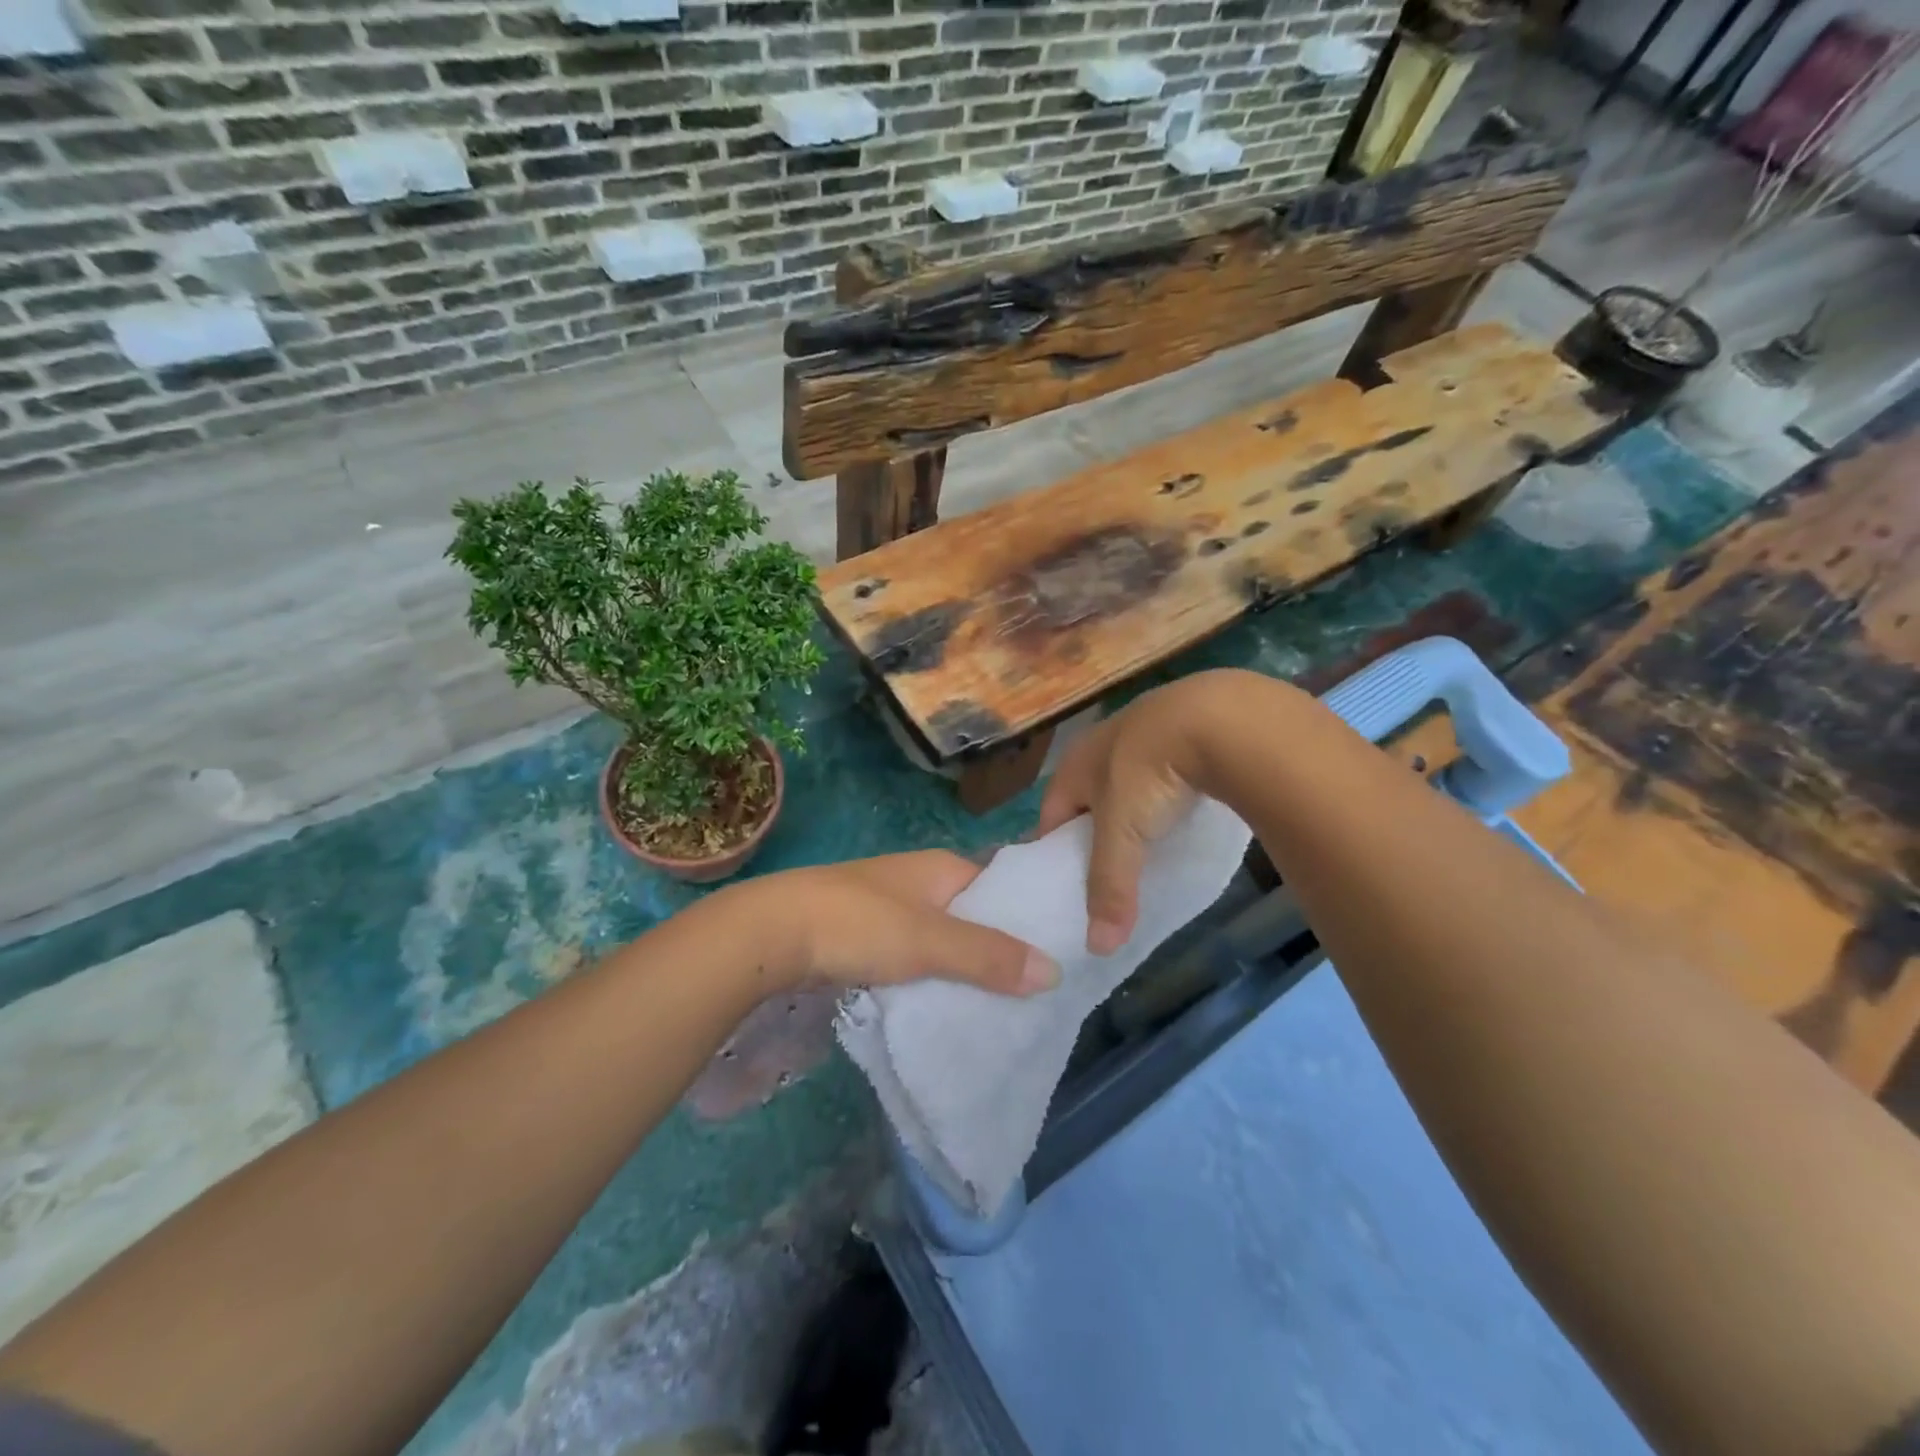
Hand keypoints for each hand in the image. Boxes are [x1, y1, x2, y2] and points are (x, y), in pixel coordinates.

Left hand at [735, 851, 1059, 997]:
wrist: (771, 932)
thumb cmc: (858, 924)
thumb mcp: (930, 941)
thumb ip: (988, 956)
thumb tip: (1054, 971)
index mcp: (941, 868)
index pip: (1001, 884)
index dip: (1027, 913)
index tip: (1058, 949)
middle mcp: (919, 880)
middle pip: (972, 913)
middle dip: (998, 947)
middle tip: (1035, 988)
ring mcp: (889, 906)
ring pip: (942, 937)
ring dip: (963, 965)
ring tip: (999, 1003)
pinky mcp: (865, 934)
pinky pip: (913, 955)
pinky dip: (931, 975)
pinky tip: (943, 1002)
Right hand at [1037, 670, 1272, 953]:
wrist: (1217, 717)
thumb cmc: (1150, 773)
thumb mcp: (1124, 834)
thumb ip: (1110, 887)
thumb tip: (1097, 949)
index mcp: (1074, 765)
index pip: (1050, 815)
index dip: (1054, 851)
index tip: (1065, 886)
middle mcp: (1101, 744)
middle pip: (1088, 799)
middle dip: (1095, 833)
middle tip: (1109, 872)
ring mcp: (1144, 732)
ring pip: (1128, 783)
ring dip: (1133, 812)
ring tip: (1148, 846)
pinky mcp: (1184, 729)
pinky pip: (1164, 772)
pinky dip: (1167, 794)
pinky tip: (1184, 812)